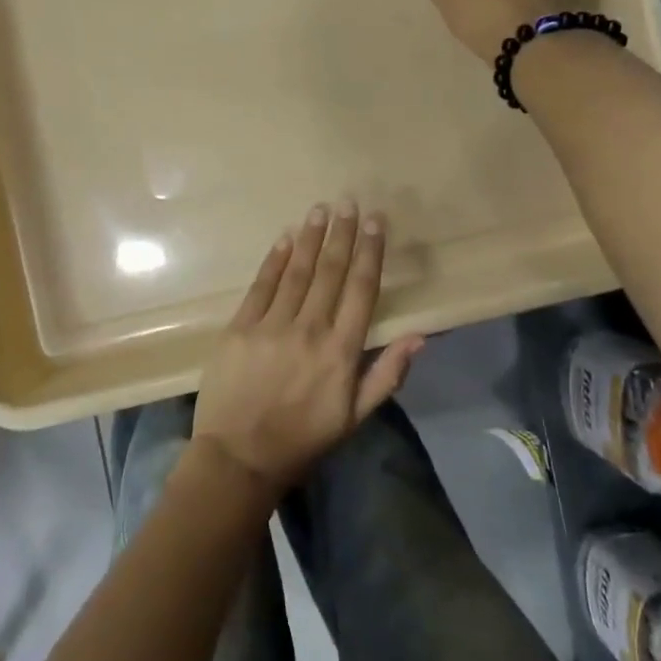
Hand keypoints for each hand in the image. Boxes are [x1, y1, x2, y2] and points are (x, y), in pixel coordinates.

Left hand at [194, 201, 424, 490]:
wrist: (239, 458)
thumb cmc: (303, 439)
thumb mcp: (355, 417)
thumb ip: (387, 374)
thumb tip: (420, 336)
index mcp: (341, 352)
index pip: (362, 290)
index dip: (370, 252)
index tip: (376, 222)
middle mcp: (310, 330)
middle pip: (331, 272)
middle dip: (342, 234)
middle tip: (349, 202)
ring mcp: (271, 326)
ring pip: (297, 272)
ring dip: (311, 238)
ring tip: (321, 210)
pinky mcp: (240, 327)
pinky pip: (261, 286)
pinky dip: (275, 260)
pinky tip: (286, 238)